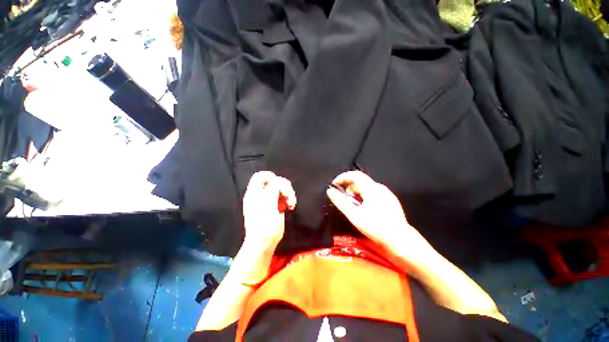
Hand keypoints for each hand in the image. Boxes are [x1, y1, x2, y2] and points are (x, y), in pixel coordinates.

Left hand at [243, 171, 296, 250]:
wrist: (264, 243)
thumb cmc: (264, 224)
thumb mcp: (268, 203)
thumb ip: (273, 188)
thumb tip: (278, 180)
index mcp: (255, 192)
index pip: (260, 176)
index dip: (271, 176)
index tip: (279, 184)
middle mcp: (261, 195)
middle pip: (274, 181)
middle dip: (284, 186)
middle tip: (288, 194)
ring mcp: (269, 201)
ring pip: (281, 189)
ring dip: (289, 193)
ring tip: (291, 203)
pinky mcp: (276, 207)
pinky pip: (284, 197)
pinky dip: (289, 200)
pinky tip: (291, 207)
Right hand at [326, 171, 434, 267]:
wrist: (399, 239)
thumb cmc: (375, 227)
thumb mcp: (354, 214)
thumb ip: (340, 201)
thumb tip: (330, 191)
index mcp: (371, 188)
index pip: (354, 175)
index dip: (342, 177)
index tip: (334, 184)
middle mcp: (380, 188)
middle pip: (360, 182)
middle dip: (349, 189)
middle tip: (346, 201)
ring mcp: (387, 194)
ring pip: (367, 188)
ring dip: (357, 194)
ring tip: (356, 208)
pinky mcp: (391, 200)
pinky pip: (374, 193)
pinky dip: (365, 197)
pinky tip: (366, 210)